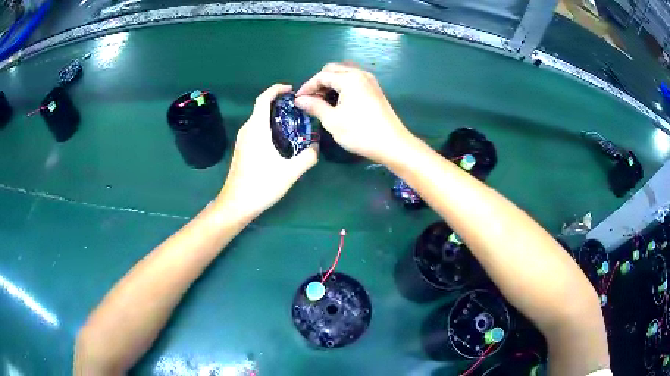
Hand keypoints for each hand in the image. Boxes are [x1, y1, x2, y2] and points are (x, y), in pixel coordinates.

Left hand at [216, 84, 317, 219]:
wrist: (237, 204)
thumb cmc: (262, 185)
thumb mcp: (290, 172)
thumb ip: (307, 157)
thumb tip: (316, 147)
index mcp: (256, 129)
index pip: (263, 99)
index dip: (276, 90)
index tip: (291, 90)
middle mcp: (247, 130)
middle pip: (261, 107)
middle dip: (278, 102)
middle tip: (298, 108)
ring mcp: (242, 140)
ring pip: (258, 119)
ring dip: (273, 115)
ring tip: (293, 121)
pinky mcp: (242, 149)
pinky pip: (255, 129)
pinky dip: (268, 125)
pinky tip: (280, 138)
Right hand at [295, 62, 411, 161]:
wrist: (392, 144)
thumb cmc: (360, 132)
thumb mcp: (332, 120)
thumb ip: (314, 106)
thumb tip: (299, 100)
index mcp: (349, 78)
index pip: (322, 75)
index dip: (307, 86)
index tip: (298, 99)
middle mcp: (360, 74)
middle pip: (333, 69)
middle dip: (319, 82)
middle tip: (311, 99)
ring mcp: (369, 81)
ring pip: (344, 74)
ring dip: (331, 83)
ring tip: (323, 101)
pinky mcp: (374, 89)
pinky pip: (354, 80)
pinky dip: (342, 86)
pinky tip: (338, 101)